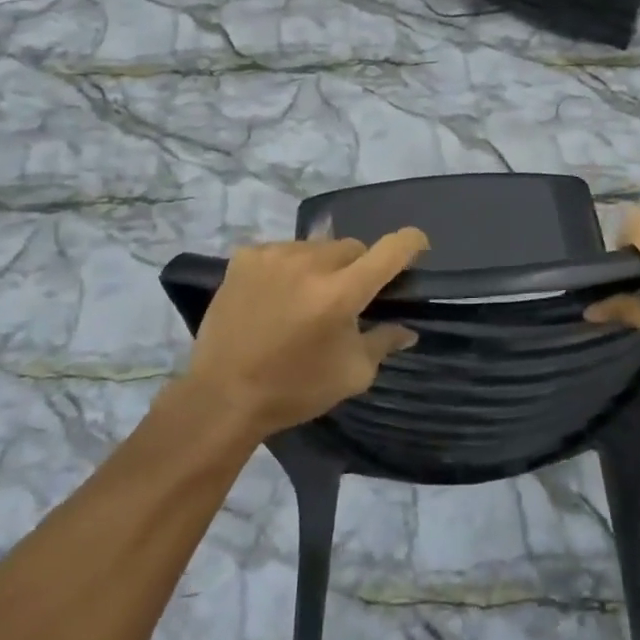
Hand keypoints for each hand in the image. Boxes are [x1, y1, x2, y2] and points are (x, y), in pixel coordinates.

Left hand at [184, 229, 428, 439]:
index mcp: (341, 293)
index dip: (410, 243)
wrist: (222, 396)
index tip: (417, 245)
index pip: (389, 250)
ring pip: (316, 246)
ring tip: (306, 296)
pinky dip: (287, 267)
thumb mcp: (352, 375)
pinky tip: (276, 293)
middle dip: (357, 267)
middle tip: (347, 296)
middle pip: (352, 247)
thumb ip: (384, 342)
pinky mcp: (245, 257)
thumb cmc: (294, 389)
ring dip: (321, 265)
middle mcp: (310, 263)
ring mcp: (274, 255)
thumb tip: (407, 329)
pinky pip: (281, 250)